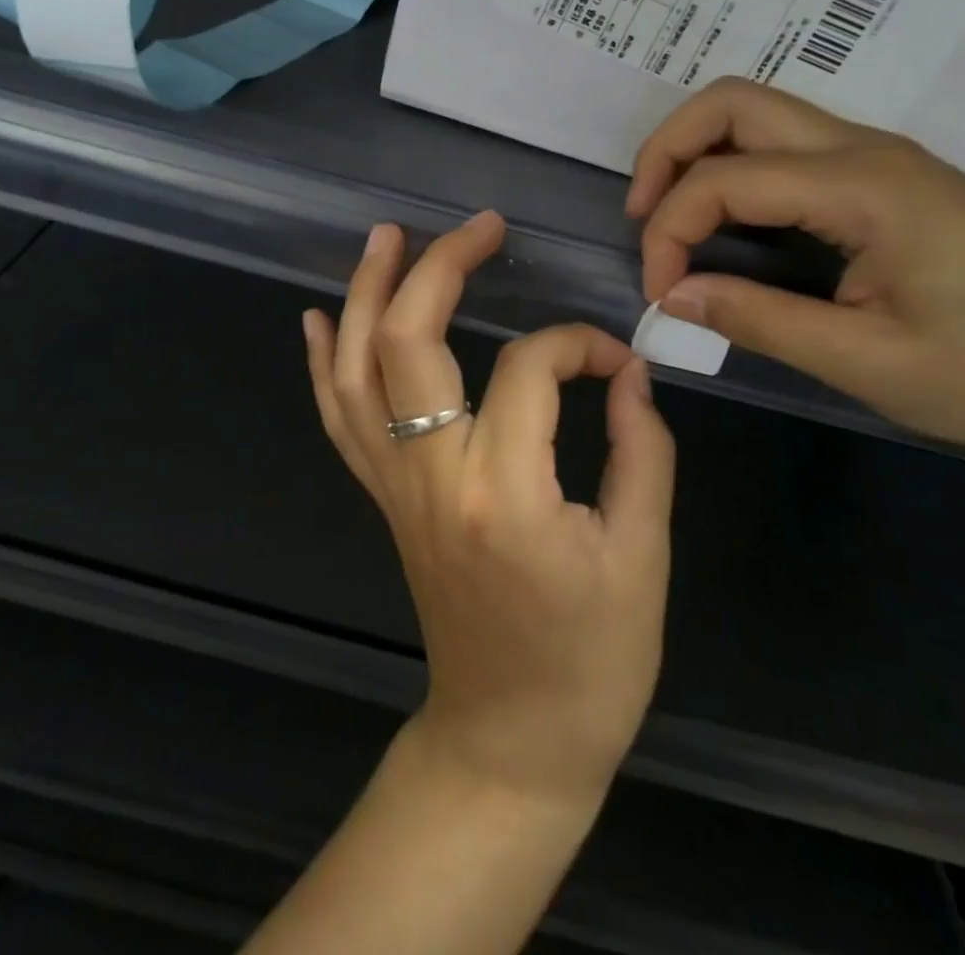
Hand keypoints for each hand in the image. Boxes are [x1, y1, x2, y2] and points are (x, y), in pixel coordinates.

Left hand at [303, 211, 675, 809]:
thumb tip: (628, 372)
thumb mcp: (643, 556)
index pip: (531, 368)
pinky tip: (320, 316)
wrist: (510, 737)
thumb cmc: (591, 660)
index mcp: (505, 491)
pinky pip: (339, 419)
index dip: (579, 344)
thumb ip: (643, 449)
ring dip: (367, 295)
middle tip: (479, 227)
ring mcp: (394, 486)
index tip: (616, 359)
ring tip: (385, 237)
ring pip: (357, 371)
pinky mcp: (381, 499)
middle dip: (440, 269)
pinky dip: (324, 363)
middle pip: (410, 342)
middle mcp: (431, 476)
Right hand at [627, 79, 964, 462]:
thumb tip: (672, 296)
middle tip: (642, 218)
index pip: (723, 179)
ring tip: (671, 218)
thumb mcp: (866, 362)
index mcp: (863, 186)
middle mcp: (865, 149)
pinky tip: (727, 222)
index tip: (662, 296)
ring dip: (697, 153)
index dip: (669, 232)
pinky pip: (785, 146)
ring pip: (757, 113)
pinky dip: (733, 168)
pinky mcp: (885, 178)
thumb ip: (757, 319)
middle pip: (732, 103)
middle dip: (666, 150)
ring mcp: (878, 157)